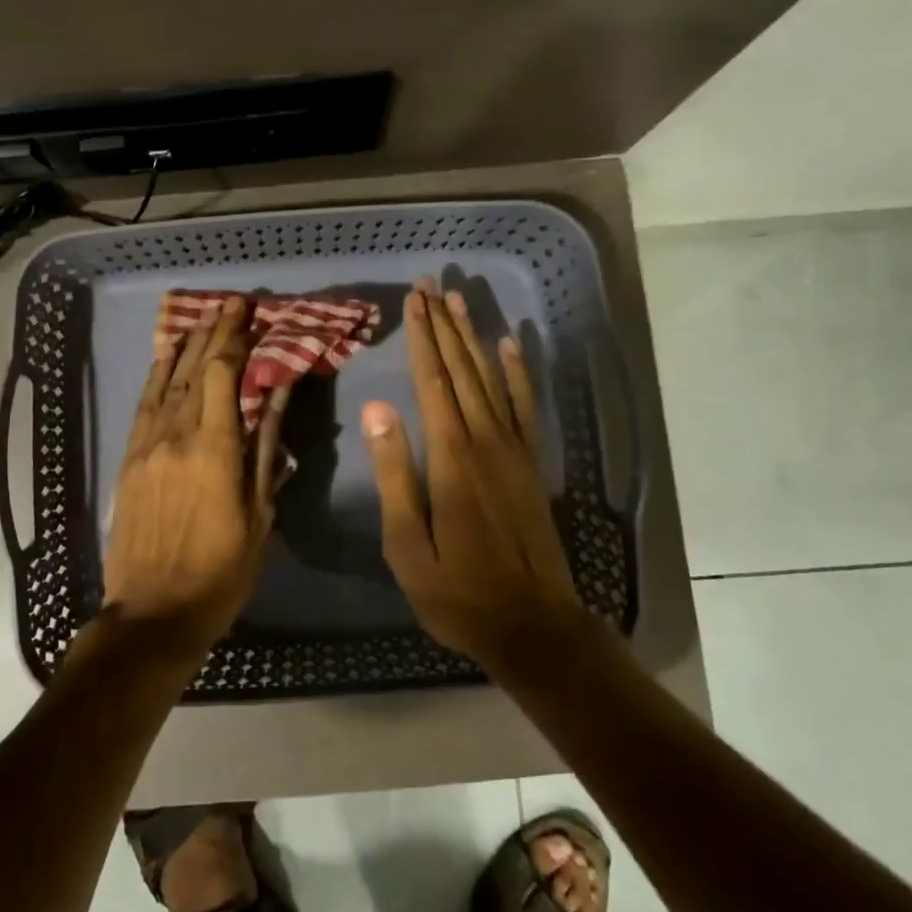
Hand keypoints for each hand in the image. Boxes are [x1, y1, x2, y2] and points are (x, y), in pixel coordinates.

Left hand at [101, 296, 288, 656]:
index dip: (235, 340)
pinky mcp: (129, 460)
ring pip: (167, 382)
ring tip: (201, 319)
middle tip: (230, 304)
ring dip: (185, 347)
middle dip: (214, 333)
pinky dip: (157, 377)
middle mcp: (176, 436)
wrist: (153, 613)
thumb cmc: (220, 571)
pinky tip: (165, 359)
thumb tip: (278, 396)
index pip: (223, 375)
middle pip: (195, 370)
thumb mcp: (258, 514)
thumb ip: (266, 449)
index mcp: (214, 449)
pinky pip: (144, 405)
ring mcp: (147, 446)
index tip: (249, 314)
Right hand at [362, 279, 588, 669]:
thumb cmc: (458, 590)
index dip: (421, 338)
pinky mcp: (531, 464)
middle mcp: (485, 441)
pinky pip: (526, 406)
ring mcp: (514, 450)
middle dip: (443, 326)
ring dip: (474, 338)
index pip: (433, 381)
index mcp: (451, 457)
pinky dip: (519, 373)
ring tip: (460, 301)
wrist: (533, 625)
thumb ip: (394, 474)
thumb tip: (378, 410)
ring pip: (492, 379)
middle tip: (430, 286)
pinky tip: (511, 346)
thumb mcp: (408, 544)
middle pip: (462, 370)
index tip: (413, 302)